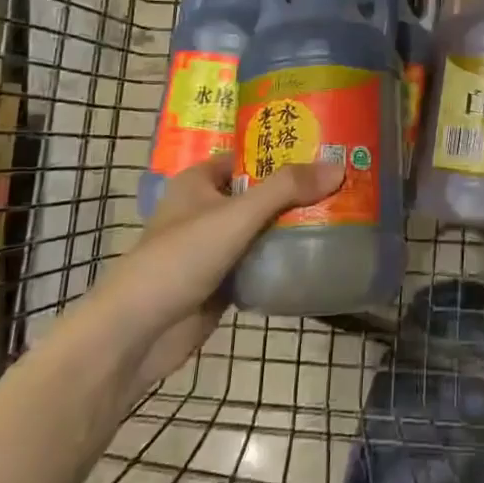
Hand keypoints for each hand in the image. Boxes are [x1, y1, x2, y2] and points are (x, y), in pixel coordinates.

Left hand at [116, 152, 344, 374]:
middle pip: (261, 192)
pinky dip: (285, 257)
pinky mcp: (224, 280)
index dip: (284, 150)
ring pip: (264, 227)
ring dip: (295, 224)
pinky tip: (320, 252)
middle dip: (298, 190)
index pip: (250, 156)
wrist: (137, 335)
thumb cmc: (179, 259)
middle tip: (346, 182)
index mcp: (200, 181)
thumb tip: (338, 167)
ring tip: (344, 212)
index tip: (327, 148)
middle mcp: (207, 208)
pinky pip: (262, 260)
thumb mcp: (236, 215)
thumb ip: (285, 189)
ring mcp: (215, 247)